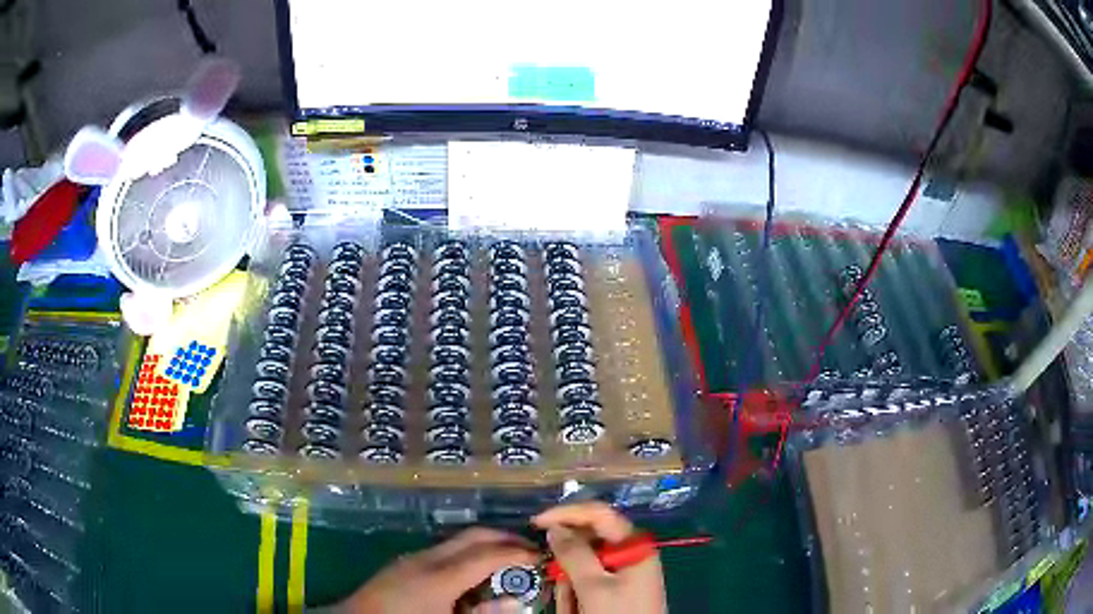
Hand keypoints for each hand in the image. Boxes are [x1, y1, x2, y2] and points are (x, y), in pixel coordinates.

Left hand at [337, 528, 538, 613]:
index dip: (518, 552)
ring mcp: (412, 558)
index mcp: (440, 577)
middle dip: (504, 537)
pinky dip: (466, 554)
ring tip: (507, 559)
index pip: (488, 554)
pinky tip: (473, 572)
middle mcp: (427, 559)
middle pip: (473, 535)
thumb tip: (514, 602)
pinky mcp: (404, 563)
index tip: (541, 555)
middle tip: (529, 549)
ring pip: (457, 540)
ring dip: (485, 544)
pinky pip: (443, 551)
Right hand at [532, 502, 666, 613]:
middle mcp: (630, 552)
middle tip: (558, 583)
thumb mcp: (592, 585)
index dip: (566, 513)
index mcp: (633, 544)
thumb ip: (573, 553)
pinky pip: (589, 581)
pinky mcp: (618, 586)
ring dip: (571, 584)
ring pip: (584, 564)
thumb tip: (555, 528)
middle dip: (568, 563)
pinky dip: (577, 593)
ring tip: (574, 607)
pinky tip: (577, 609)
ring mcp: (625, 570)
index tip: (535, 523)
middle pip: (588, 541)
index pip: (598, 513)